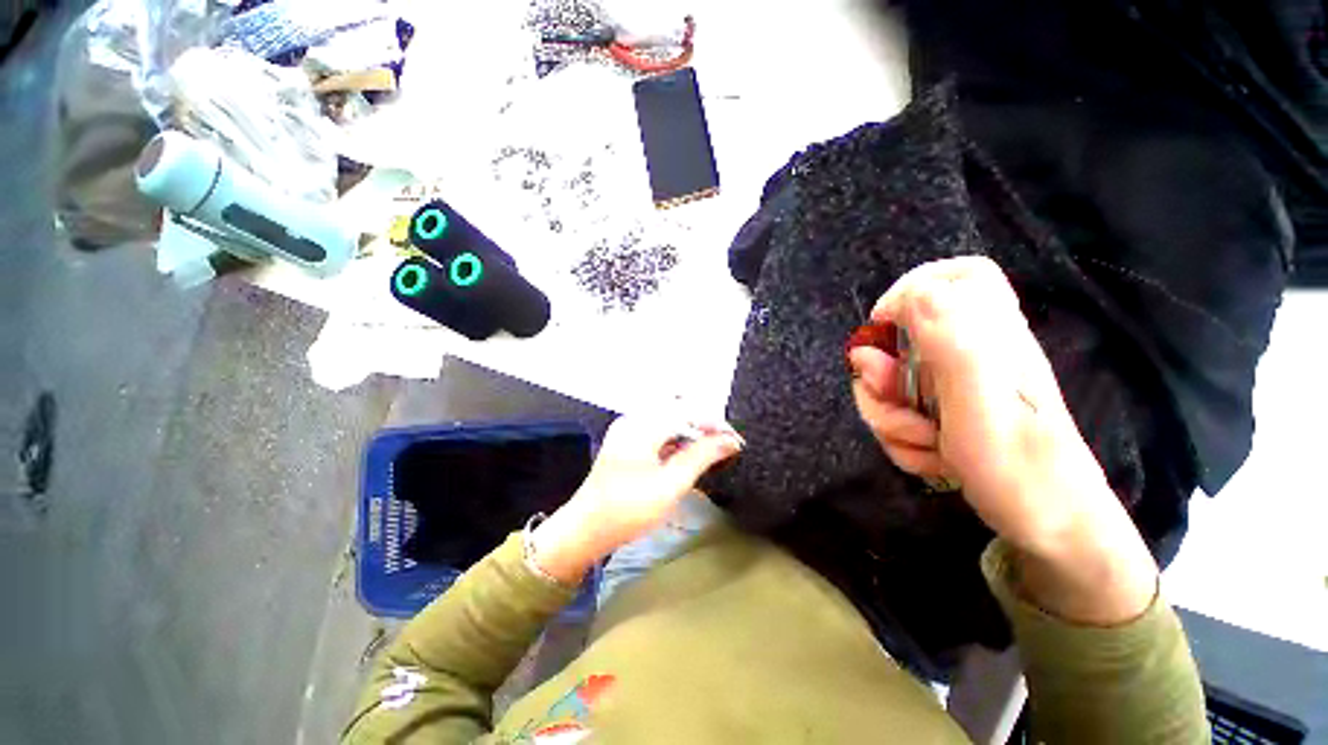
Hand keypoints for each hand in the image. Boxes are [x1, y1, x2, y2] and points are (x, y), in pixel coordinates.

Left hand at [530, 416, 742, 583]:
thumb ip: (702, 457)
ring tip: (713, 453)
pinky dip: (677, 443)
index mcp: (642, 424)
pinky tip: (689, 457)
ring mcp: (628, 431)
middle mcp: (634, 420)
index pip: (687, 411)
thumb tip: (730, 441)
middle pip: (678, 412)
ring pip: (669, 423)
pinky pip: (659, 434)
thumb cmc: (628, 509)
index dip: (715, 424)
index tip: (736, 441)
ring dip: (692, 435)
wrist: (585, 530)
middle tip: (727, 447)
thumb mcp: (670, 484)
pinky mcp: (627, 443)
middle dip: (705, 428)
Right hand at [849, 257, 1156, 622]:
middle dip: (882, 380)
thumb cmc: (1021, 466)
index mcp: (988, 337)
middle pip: (900, 341)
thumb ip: (951, 341)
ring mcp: (952, 387)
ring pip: (889, 384)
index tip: (883, 326)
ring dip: (889, 418)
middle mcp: (968, 355)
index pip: (955, 277)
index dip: (910, 290)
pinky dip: (900, 438)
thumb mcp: (982, 402)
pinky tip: (931, 458)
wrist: (1046, 528)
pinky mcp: (943, 413)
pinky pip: (896, 413)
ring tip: (927, 445)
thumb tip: (915, 293)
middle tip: (900, 406)